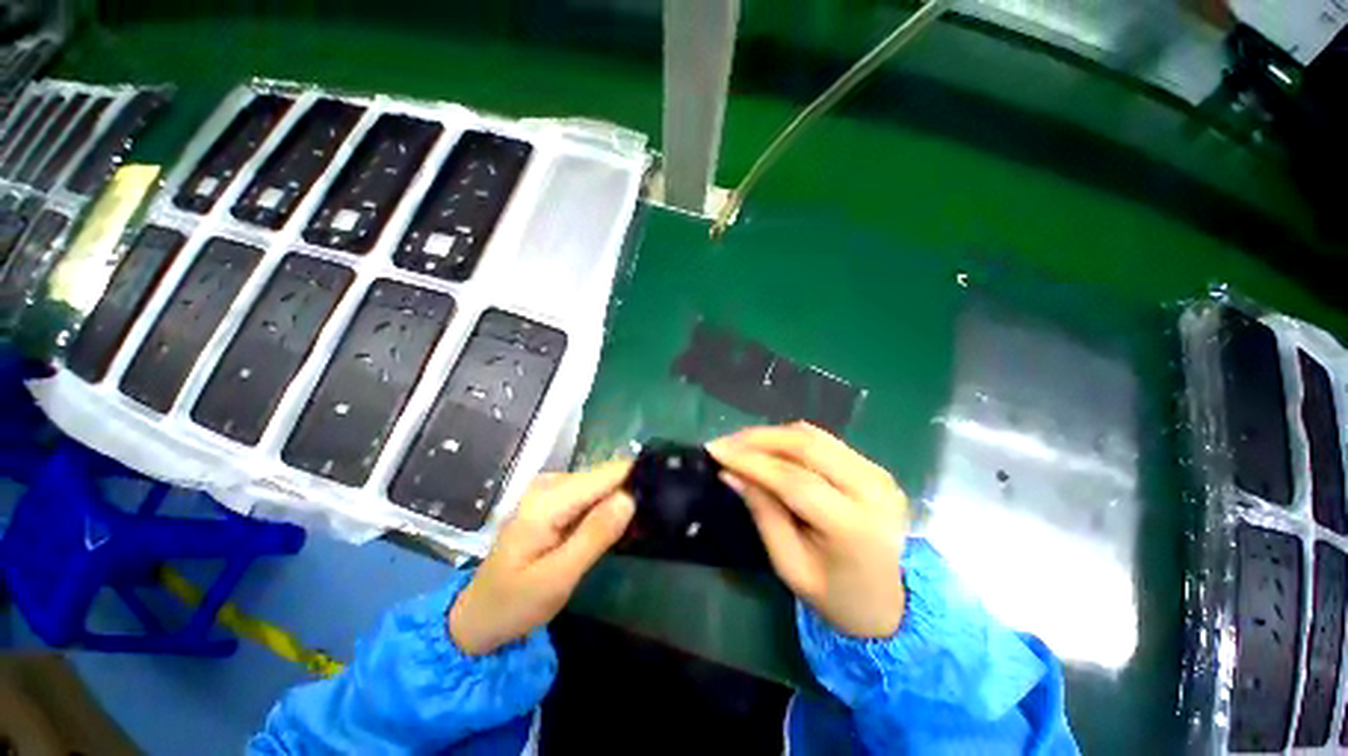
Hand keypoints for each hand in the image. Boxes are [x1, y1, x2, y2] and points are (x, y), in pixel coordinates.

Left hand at [449, 461, 634, 654]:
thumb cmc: (514, 603)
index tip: (661, 495)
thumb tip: (630, 498)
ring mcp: (549, 488)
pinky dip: (604, 507)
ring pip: (600, 484)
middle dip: (628, 493)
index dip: (635, 481)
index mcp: (547, 500)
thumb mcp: (557, 578)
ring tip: (633, 527)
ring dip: (618, 501)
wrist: (478, 615)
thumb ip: (594, 535)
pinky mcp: (552, 498)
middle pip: (604, 476)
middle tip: (647, 522)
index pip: (605, 475)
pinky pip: (590, 494)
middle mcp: (549, 483)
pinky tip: (610, 527)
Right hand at [709, 423, 909, 638]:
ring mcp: (877, 473)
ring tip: (740, 444)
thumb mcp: (790, 566)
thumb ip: (762, 514)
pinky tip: (769, 448)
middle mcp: (871, 489)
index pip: (793, 479)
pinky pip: (824, 441)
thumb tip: (730, 473)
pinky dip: (790, 439)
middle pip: (806, 445)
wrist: (897, 605)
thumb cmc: (837, 596)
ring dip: (772, 435)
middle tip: (724, 443)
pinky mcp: (874, 467)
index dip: (750, 461)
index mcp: (852, 526)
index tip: (715, 451)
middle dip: (757, 438)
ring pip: (814, 436)